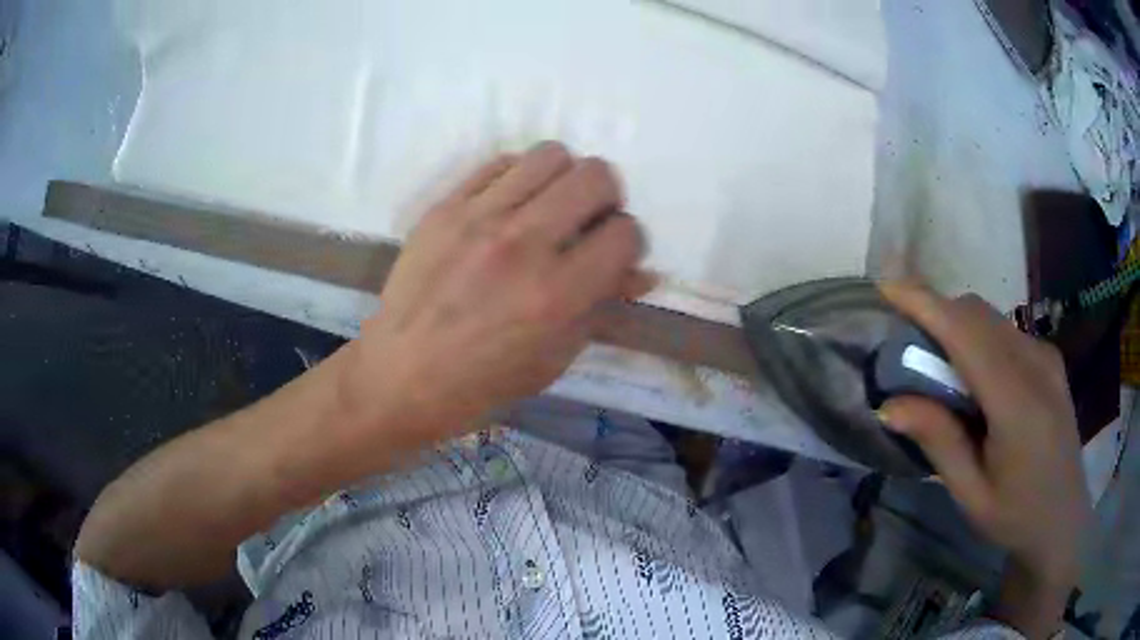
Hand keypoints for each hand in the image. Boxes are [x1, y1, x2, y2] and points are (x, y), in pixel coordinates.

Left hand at [340, 141, 652, 440]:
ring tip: (550, 206)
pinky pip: (499, 163)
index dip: (630, 242)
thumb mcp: (553, 359)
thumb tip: (642, 274)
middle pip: (595, 176)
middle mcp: (523, 244)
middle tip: (589, 220)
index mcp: (557, 294)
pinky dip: (519, 177)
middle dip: (607, 197)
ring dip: (564, 178)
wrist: (400, 375)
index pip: (626, 233)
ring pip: (550, 155)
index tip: (614, 254)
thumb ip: (601, 308)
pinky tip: (510, 205)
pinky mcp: (445, 207)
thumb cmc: (482, 383)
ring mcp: (479, 218)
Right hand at [879, 282, 1089, 634]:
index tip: (886, 287)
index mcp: (1017, 403)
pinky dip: (979, 337)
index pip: (966, 333)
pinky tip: (975, 378)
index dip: (925, 303)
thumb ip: (938, 442)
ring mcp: (1046, 357)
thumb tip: (890, 404)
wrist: (1064, 520)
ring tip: (939, 368)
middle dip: (937, 313)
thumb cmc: (1016, 517)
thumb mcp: (971, 494)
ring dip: (957, 326)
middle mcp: (1036, 364)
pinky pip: (1006, 331)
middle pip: (978, 314)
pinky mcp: (1050, 360)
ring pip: (992, 318)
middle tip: (907, 347)